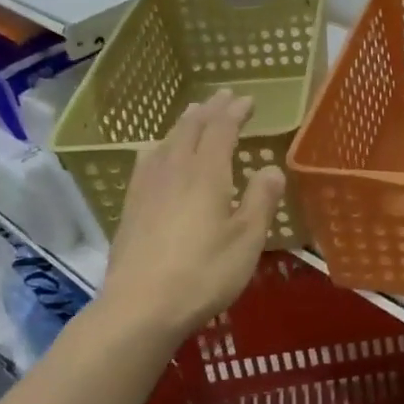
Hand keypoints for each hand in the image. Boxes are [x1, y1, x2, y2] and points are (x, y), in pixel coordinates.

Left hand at [96, 89, 284, 343]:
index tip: (248, 100)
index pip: (221, 129)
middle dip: (210, 110)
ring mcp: (148, 187)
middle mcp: (175, 170)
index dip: (235, 112)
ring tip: (193, 115)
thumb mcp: (247, 239)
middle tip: (224, 97)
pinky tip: (154, 152)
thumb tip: (272, 168)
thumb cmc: (204, 273)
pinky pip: (146, 161)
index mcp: (207, 173)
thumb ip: (261, 200)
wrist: (141, 307)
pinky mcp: (131, 207)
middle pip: (191, 128)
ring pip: (166, 141)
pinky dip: (159, 146)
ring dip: (184, 124)